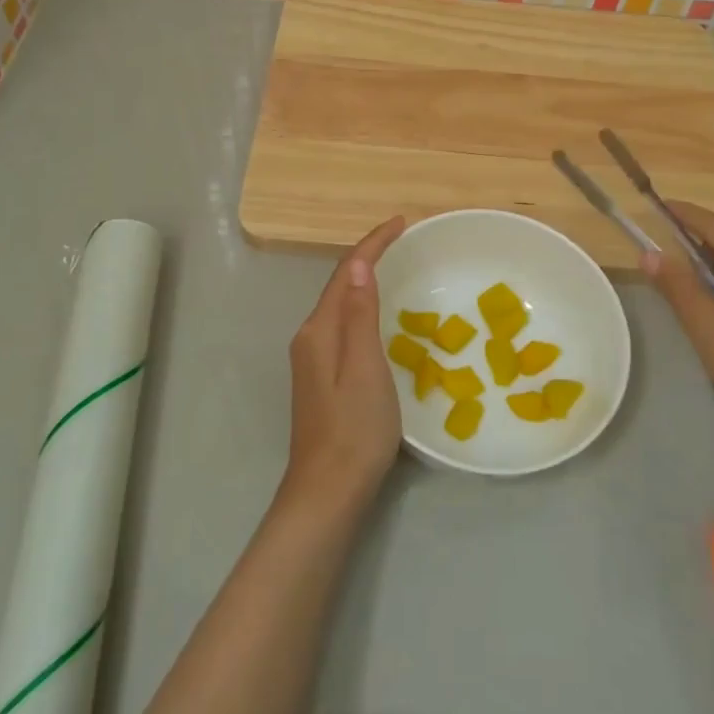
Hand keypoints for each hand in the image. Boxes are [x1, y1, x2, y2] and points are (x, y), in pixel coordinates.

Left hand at [281, 217, 405, 512]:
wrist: (328, 491)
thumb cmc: (354, 428)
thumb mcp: (365, 367)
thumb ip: (359, 314)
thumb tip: (359, 263)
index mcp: (319, 331)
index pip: (346, 272)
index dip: (372, 244)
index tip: (401, 222)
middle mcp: (311, 338)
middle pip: (340, 285)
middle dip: (368, 257)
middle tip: (402, 239)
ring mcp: (313, 360)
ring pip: (340, 306)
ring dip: (364, 281)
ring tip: (395, 266)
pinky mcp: (322, 378)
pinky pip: (343, 326)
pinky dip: (362, 307)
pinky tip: (379, 315)